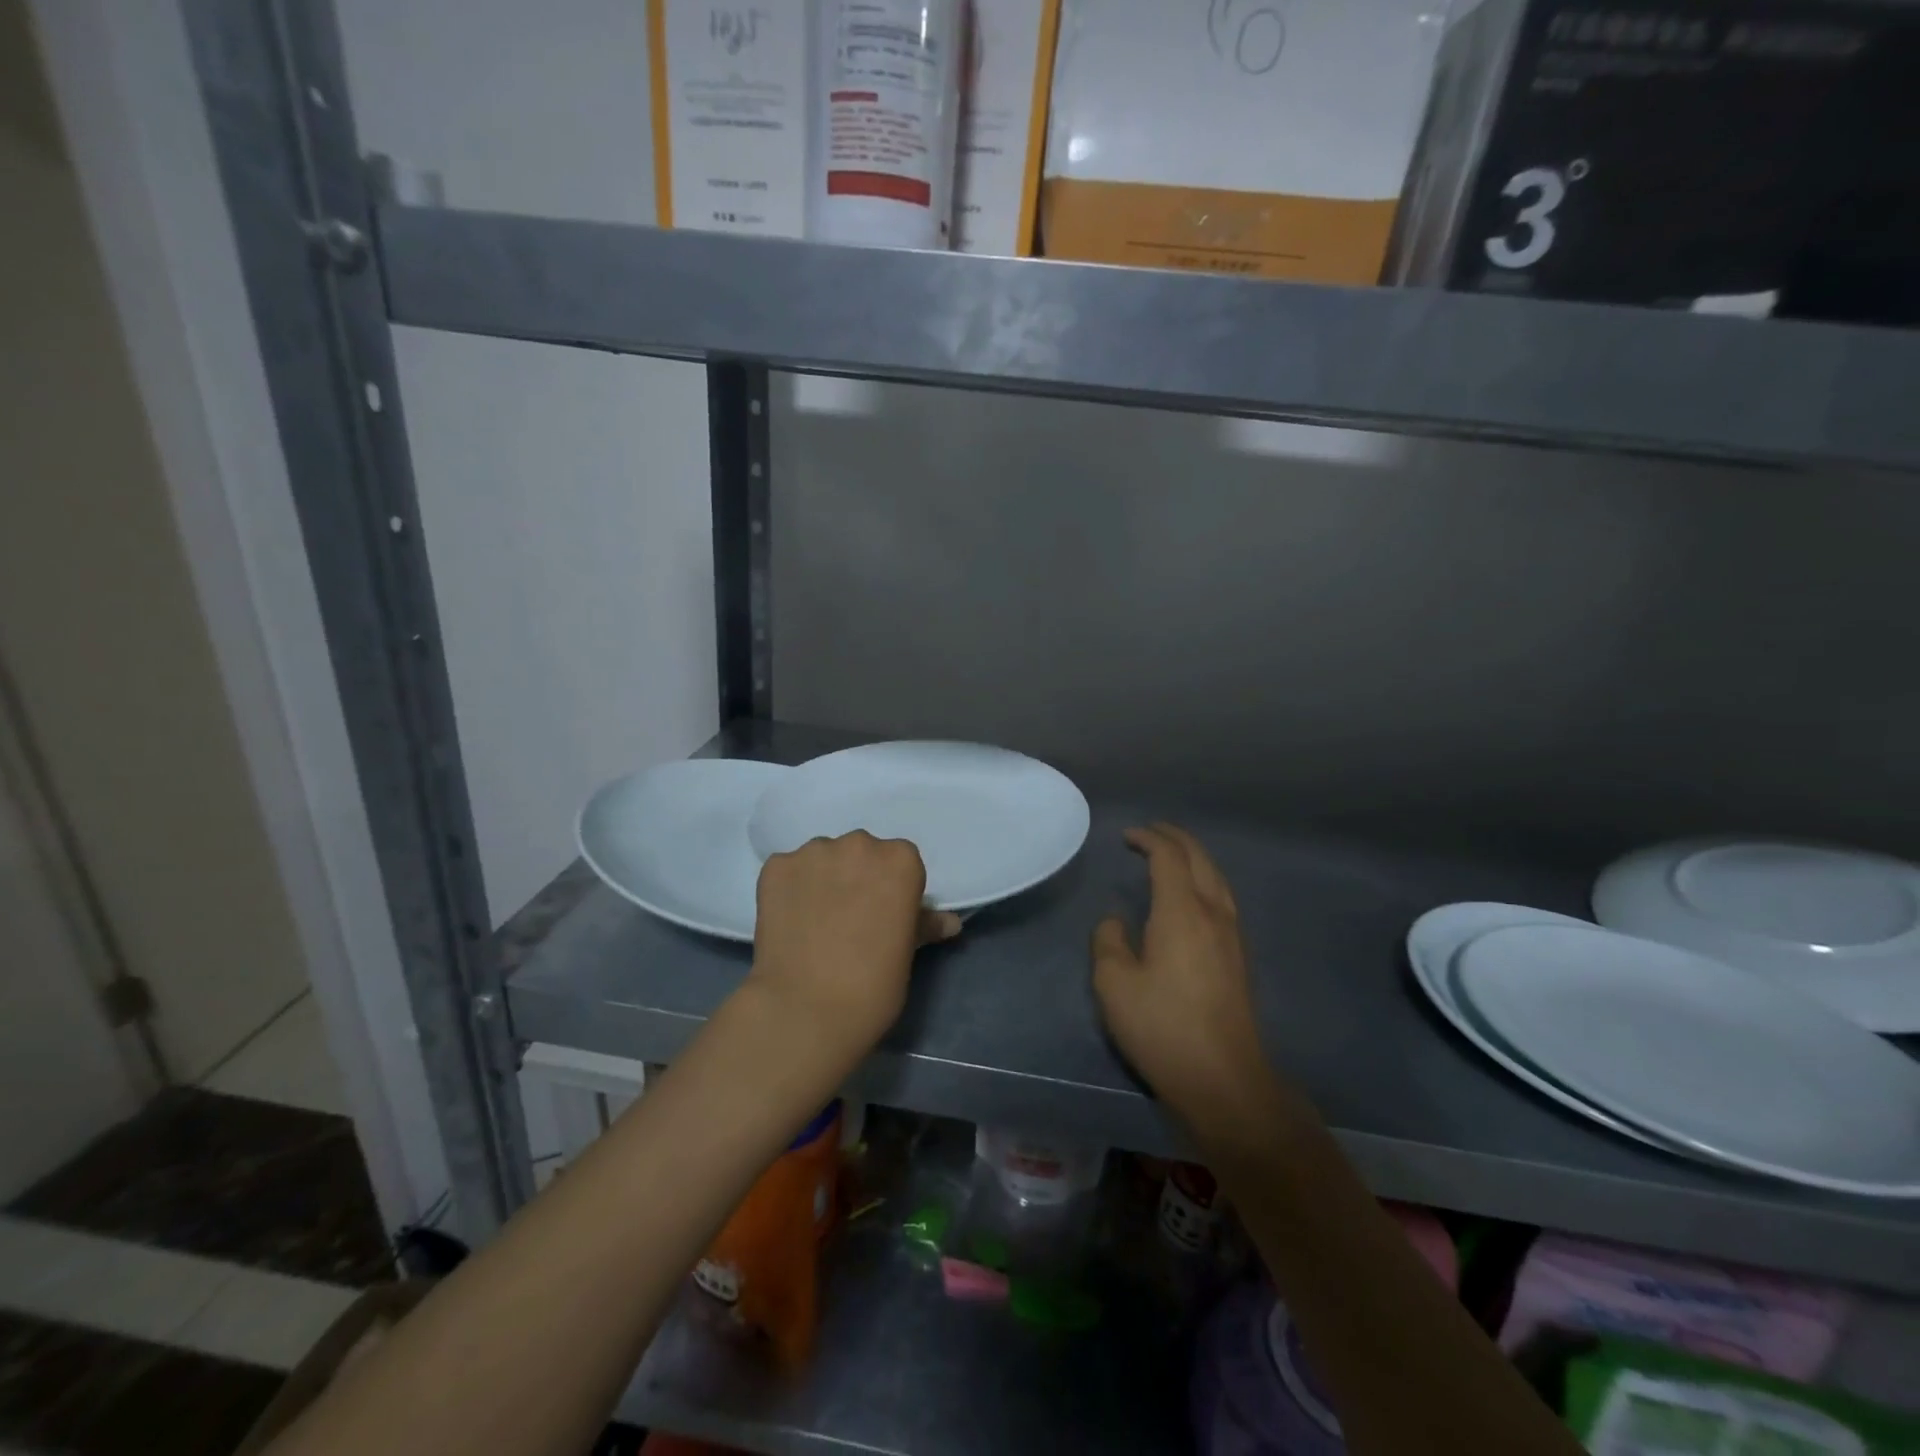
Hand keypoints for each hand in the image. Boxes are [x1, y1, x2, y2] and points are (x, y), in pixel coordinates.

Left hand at [747, 831, 960, 1061]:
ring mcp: (814, 852)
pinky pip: (788, 871)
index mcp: (901, 860)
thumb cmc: (873, 985)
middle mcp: (859, 844)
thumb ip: (924, 925)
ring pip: (822, 858)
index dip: (891, 888)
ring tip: (815, 921)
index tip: (884, 915)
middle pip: (861, 853)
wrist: (806, 1008)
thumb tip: (949, 922)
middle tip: (849, 918)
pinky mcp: (776, 866)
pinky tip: (789, 921)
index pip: (901, 862)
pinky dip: (790, 889)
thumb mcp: (907, 953)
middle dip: (856, 877)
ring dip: (822, 879)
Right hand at [1092, 824, 1273, 1125]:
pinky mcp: (1239, 957)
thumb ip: (1108, 941)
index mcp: (1182, 911)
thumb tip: (1116, 921)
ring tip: (1172, 856)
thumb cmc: (1162, 1027)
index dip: (1148, 839)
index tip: (1127, 837)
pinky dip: (1204, 880)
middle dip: (1175, 838)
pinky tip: (1192, 896)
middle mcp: (1213, 913)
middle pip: (1200, 858)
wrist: (1223, 1079)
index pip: (1169, 857)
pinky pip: (1223, 898)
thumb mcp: (1114, 984)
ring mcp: (1232, 935)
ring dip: (1194, 858)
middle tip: (1150, 832)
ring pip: (1217, 878)